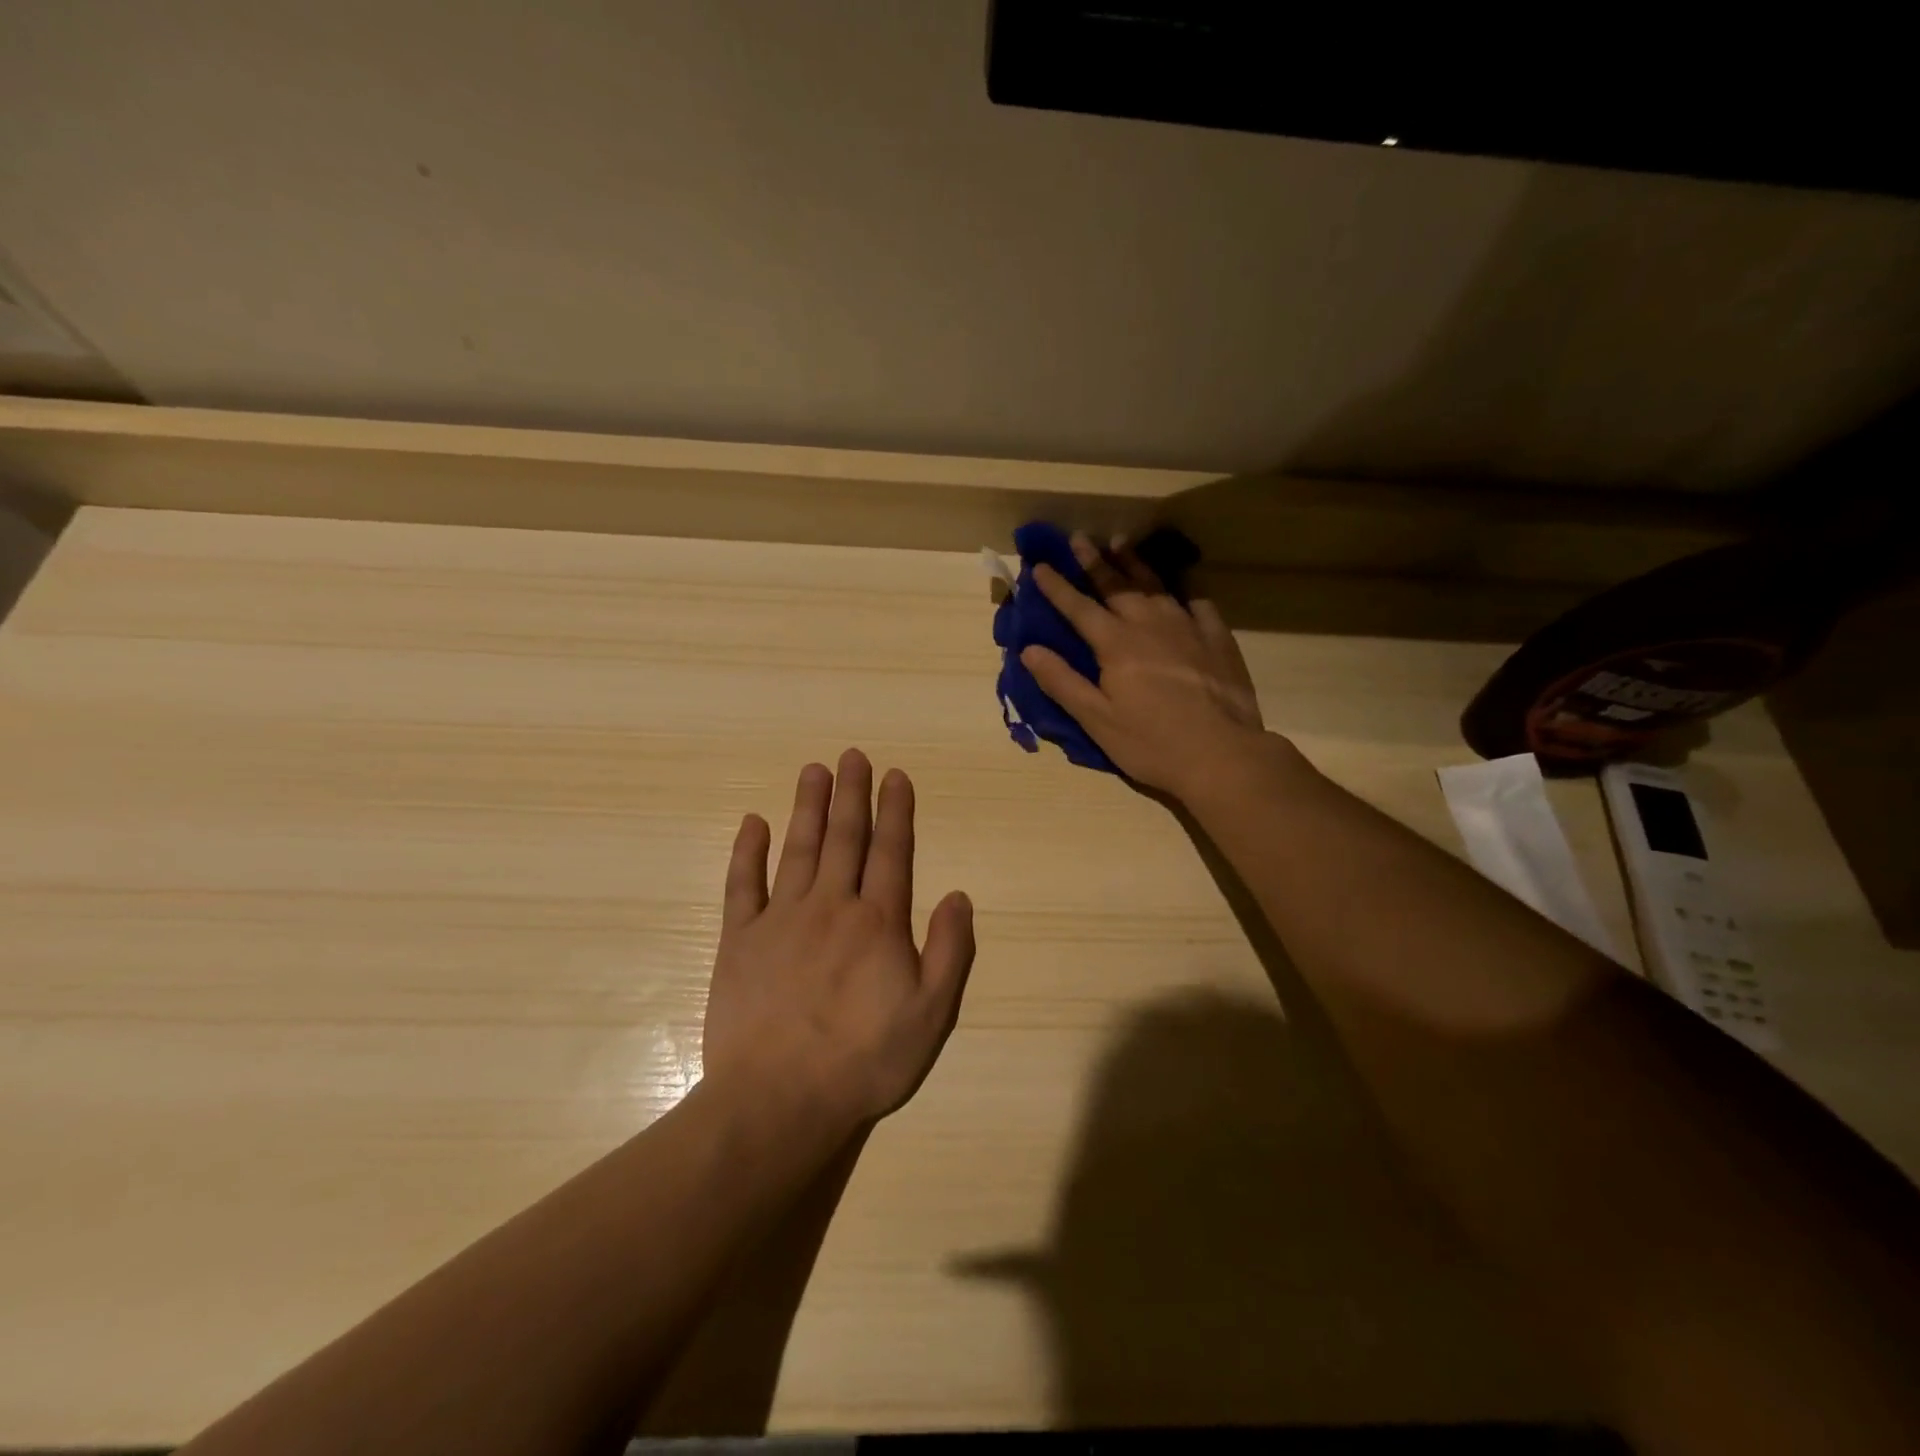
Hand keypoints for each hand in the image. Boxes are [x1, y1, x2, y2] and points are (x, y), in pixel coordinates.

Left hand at [701, 750, 975, 1129]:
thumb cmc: (863, 1061)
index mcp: (878, 922)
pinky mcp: (739, 940)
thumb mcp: (931, 1015)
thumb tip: (960, 895)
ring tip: (814, 770)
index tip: (895, 775)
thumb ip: (950, 951)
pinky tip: (754, 823)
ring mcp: (780, 919)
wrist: (778, 1101)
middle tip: (853, 755)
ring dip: (807, 807)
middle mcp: (831, 906)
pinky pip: (742, 885)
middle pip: (844, 838)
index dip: (895, 811)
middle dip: (851, 794)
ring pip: (798, 849)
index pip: (891, 852)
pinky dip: (747, 851)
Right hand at [1020, 533, 1269, 798]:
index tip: (1039, 565)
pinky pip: (1198, 604)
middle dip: (1095, 561)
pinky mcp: (1217, 639)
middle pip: (1117, 585)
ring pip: (1156, 586)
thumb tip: (1029, 649)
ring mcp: (1187, 628)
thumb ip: (1062, 682)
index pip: (1079, 607)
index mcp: (1116, 644)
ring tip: (1122, 542)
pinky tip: (1182, 591)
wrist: (1222, 754)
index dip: (1057, 587)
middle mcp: (1150, 625)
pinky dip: (1185, 592)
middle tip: (1080, 538)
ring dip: (1135, 564)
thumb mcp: (1096, 719)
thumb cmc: (1151, 743)